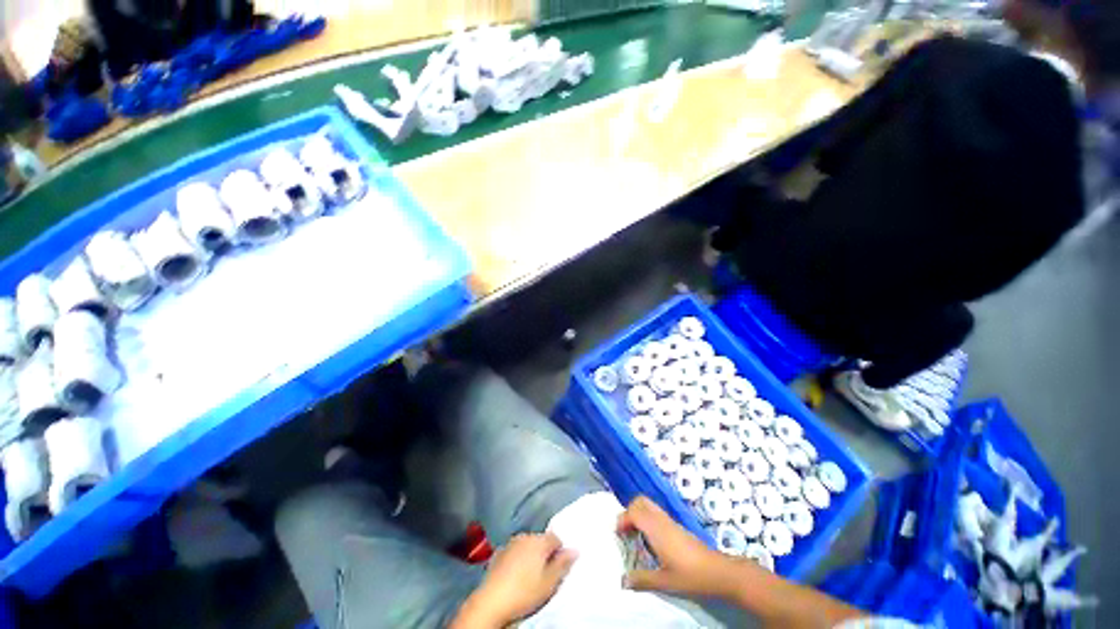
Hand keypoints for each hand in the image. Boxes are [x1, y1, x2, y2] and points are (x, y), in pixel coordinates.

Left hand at [452, 532, 576, 627]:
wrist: (491, 601)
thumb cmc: (525, 591)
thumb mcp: (550, 582)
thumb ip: (563, 564)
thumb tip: (575, 550)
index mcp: (539, 540)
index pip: (556, 539)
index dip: (560, 552)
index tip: (559, 569)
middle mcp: (524, 536)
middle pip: (541, 541)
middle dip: (545, 554)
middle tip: (545, 575)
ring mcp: (509, 544)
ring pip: (526, 546)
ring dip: (530, 556)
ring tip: (530, 576)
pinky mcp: (497, 554)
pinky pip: (513, 553)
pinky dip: (517, 560)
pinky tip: (515, 576)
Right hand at [617, 496, 756, 599]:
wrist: (718, 571)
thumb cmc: (690, 575)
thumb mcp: (664, 581)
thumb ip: (642, 579)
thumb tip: (622, 581)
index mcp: (656, 529)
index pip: (634, 511)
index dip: (623, 519)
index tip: (618, 534)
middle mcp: (661, 520)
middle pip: (640, 501)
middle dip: (629, 511)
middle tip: (625, 530)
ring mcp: (670, 521)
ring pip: (649, 505)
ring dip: (638, 513)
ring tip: (634, 534)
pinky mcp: (676, 525)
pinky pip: (656, 512)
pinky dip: (646, 518)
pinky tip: (649, 538)